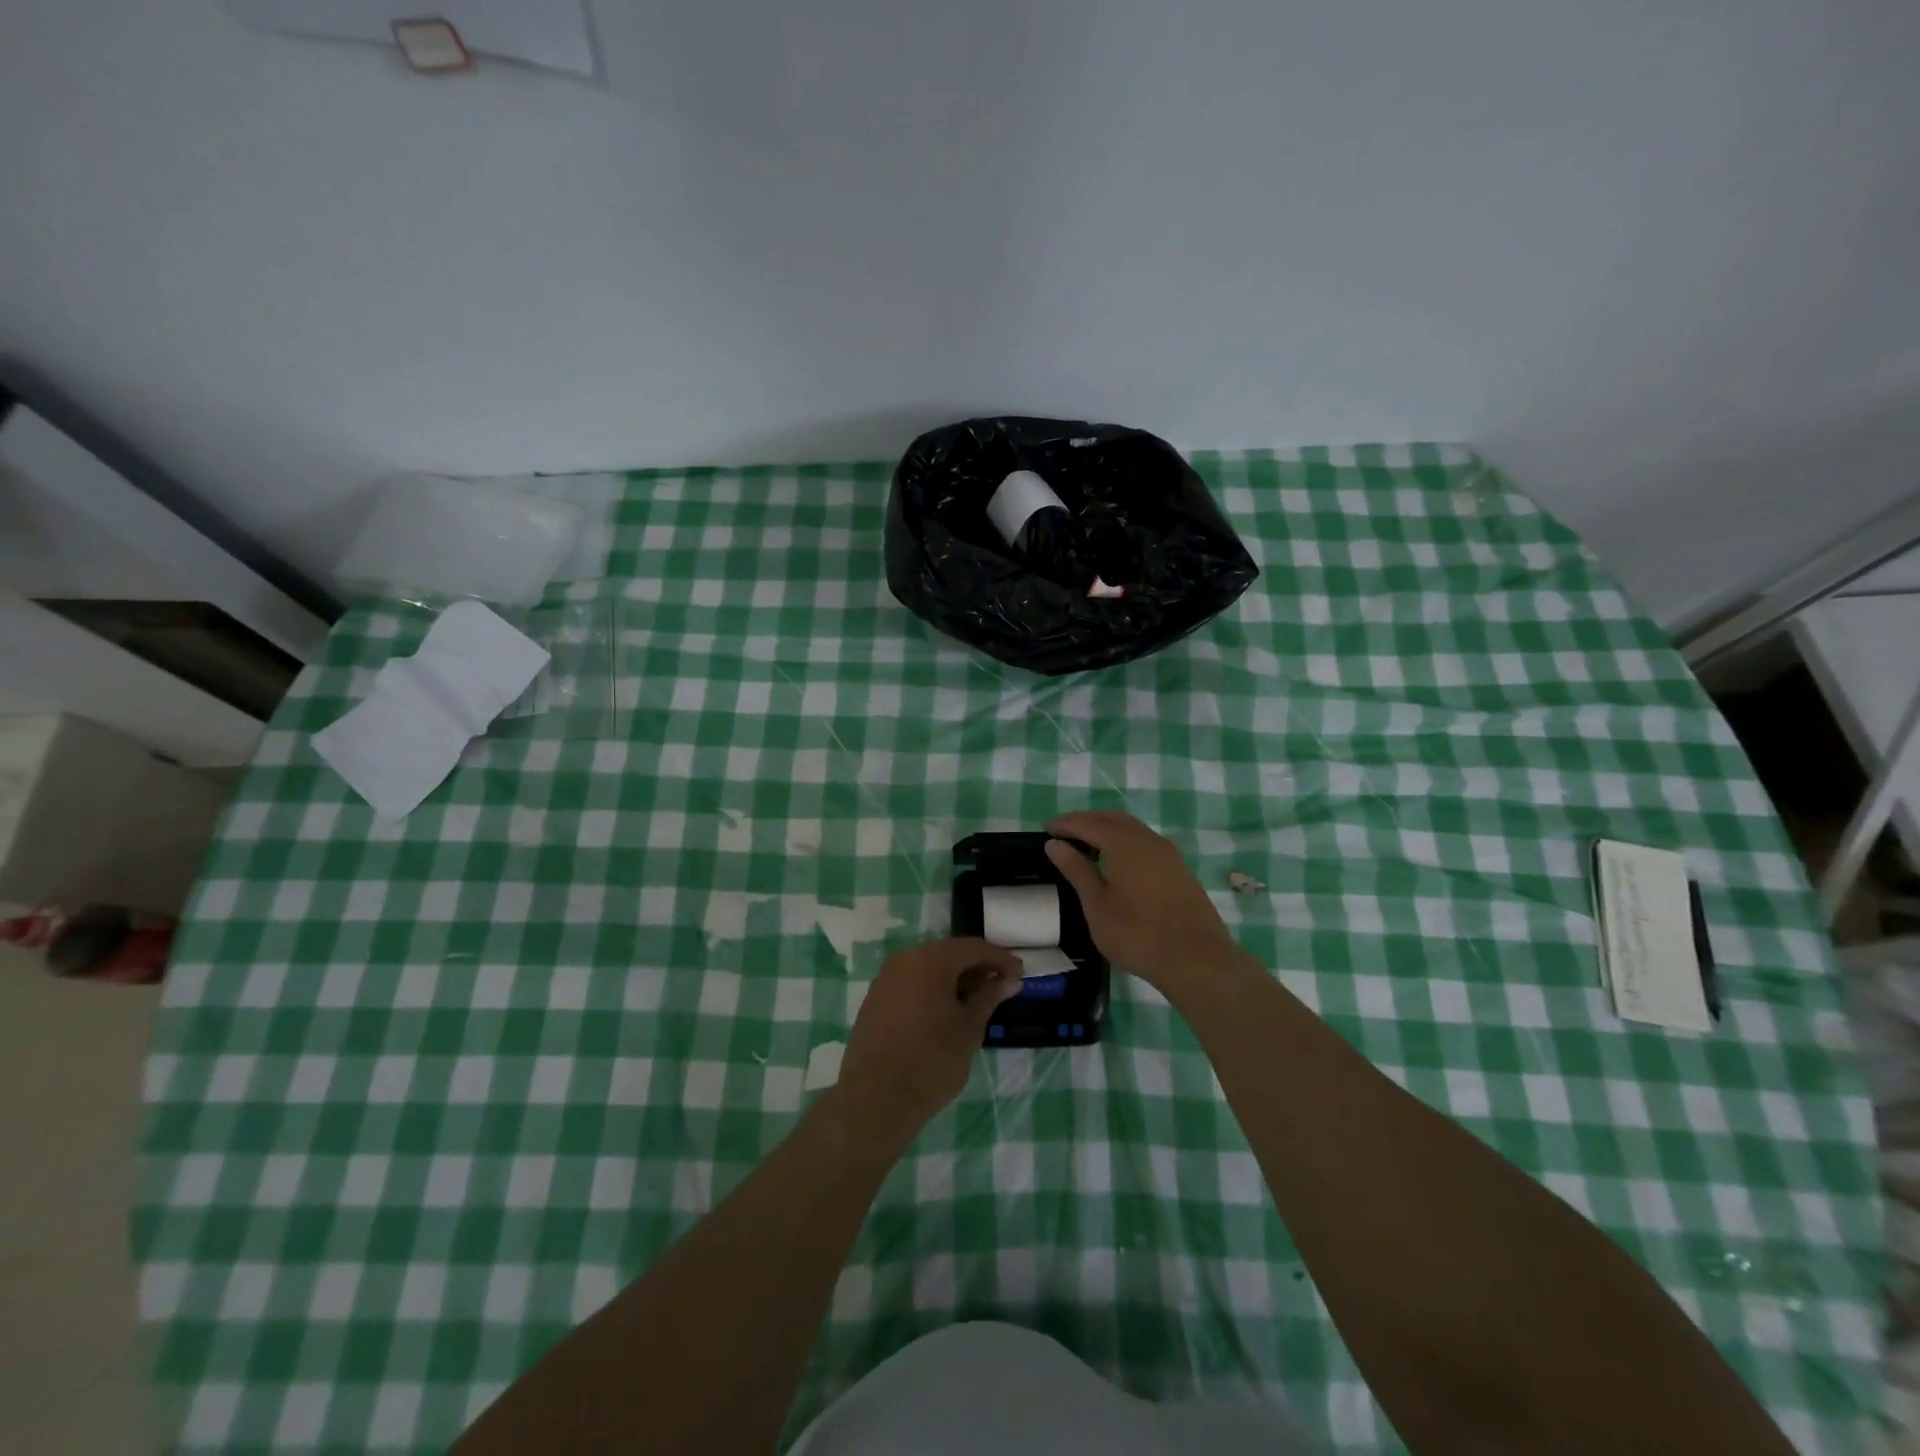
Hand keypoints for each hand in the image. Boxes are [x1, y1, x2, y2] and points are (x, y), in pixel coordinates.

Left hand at [836, 938, 1023, 1137]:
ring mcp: (885, 978)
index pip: (974, 948)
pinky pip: (911, 982)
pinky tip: (945, 1012)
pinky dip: (932, 989)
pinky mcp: (875, 998)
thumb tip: (1009, 980)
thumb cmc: (932, 1061)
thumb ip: (989, 997)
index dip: (1000, 959)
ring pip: (928, 967)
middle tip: (1000, 988)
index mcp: (931, 959)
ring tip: (975, 1002)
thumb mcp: (969, 1029)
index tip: (1020, 975)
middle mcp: (905, 959)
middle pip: (949, 953)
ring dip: (954, 979)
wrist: (876, 1098)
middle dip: (976, 967)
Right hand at [1046, 809, 1245, 994]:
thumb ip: (1077, 870)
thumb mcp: (1097, 905)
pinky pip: (1146, 843)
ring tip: (1088, 845)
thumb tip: (1055, 844)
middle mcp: (1148, 840)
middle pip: (1113, 819)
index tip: (1046, 829)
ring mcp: (1168, 854)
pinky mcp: (1179, 870)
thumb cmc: (1138, 934)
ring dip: (1108, 829)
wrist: (1197, 960)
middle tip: (1064, 832)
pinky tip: (1118, 862)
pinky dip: (1126, 842)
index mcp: (1124, 843)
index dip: (1066, 824)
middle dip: (1087, 821)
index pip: (1088, 823)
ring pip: (1133, 829)